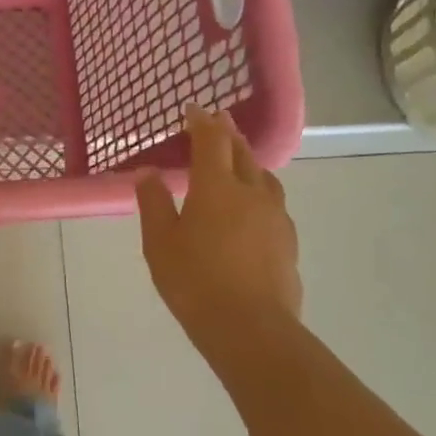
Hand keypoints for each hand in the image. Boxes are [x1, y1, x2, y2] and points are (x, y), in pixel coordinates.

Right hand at [135, 107, 301, 352]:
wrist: (250, 327)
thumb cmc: (194, 281)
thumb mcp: (159, 243)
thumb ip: (153, 203)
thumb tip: (148, 173)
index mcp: (216, 187)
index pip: (211, 141)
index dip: (202, 121)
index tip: (194, 108)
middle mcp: (251, 192)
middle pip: (242, 153)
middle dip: (228, 134)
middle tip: (217, 122)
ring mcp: (275, 216)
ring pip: (263, 176)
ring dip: (247, 161)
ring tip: (236, 161)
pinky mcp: (287, 240)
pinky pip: (272, 201)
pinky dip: (258, 190)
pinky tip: (250, 206)